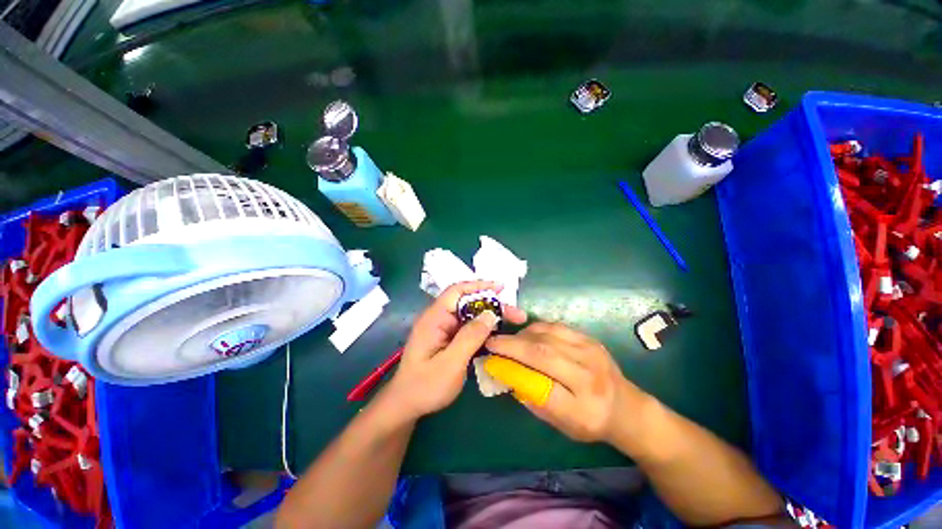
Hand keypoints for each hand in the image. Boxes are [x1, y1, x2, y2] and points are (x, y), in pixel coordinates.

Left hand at [384, 281, 526, 420]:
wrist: (407, 406)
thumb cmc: (425, 386)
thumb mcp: (451, 363)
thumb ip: (470, 337)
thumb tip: (490, 314)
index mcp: (435, 318)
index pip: (457, 291)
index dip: (479, 286)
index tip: (501, 288)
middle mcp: (440, 319)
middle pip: (468, 303)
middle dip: (492, 305)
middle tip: (516, 314)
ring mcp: (444, 329)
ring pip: (471, 315)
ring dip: (491, 317)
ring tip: (513, 321)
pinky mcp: (449, 339)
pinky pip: (469, 328)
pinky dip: (484, 329)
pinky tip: (498, 334)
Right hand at [485, 323, 649, 443]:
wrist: (626, 407)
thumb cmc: (590, 421)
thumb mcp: (562, 425)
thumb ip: (534, 400)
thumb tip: (507, 374)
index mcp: (583, 410)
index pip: (542, 388)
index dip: (513, 371)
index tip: (491, 361)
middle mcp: (589, 378)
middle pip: (543, 354)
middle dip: (512, 345)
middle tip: (492, 342)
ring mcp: (591, 353)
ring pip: (548, 336)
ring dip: (522, 335)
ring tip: (509, 339)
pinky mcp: (590, 339)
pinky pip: (557, 327)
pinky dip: (537, 328)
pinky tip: (527, 333)